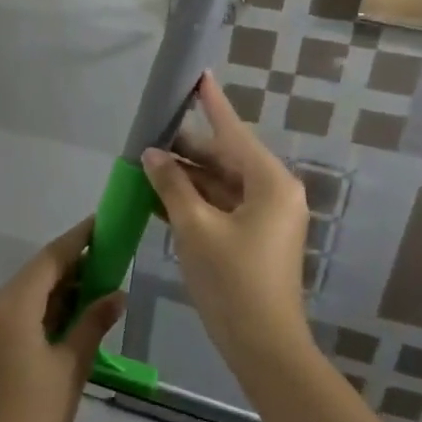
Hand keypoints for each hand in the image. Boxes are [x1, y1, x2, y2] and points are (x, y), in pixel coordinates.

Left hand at [0, 218, 122, 421]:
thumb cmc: (34, 417)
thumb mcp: (70, 367)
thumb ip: (92, 323)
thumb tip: (116, 293)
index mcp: (13, 306)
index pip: (49, 259)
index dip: (78, 239)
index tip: (104, 223)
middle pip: (38, 272)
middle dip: (74, 262)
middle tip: (112, 253)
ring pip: (31, 292)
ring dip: (63, 285)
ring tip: (103, 279)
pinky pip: (24, 311)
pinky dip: (50, 306)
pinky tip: (78, 310)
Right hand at [141, 73, 311, 370]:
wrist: (263, 346)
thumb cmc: (232, 282)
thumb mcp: (195, 228)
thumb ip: (172, 185)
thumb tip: (153, 154)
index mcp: (270, 183)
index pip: (233, 131)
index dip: (212, 103)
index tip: (198, 74)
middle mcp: (274, 193)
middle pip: (226, 157)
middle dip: (188, 148)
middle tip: (151, 130)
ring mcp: (267, 216)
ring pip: (221, 183)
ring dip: (187, 176)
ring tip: (147, 161)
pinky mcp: (256, 236)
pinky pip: (222, 206)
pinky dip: (195, 200)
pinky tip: (160, 195)